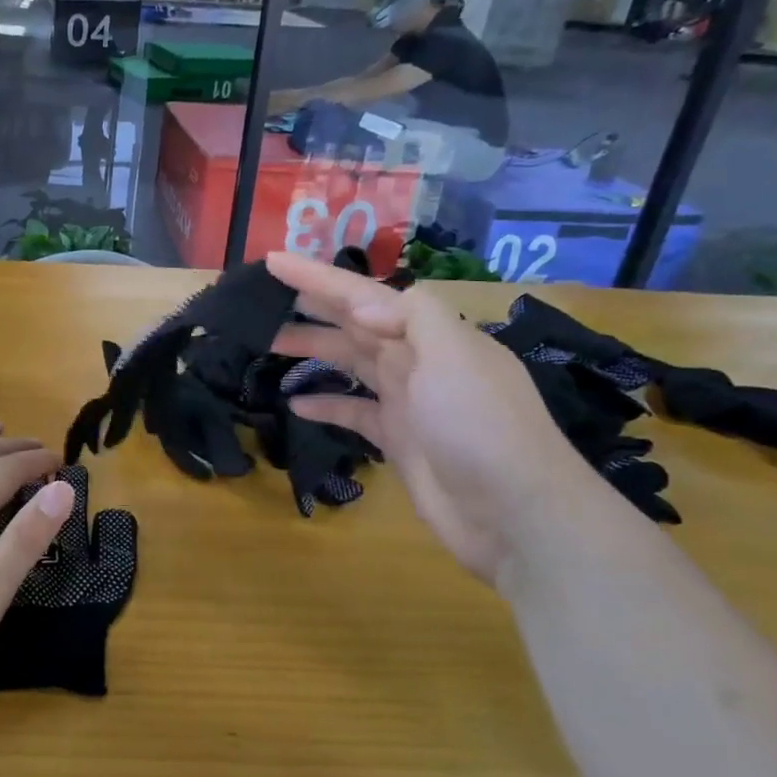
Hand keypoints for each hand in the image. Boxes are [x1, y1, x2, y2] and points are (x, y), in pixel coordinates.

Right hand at [267, 252, 592, 582]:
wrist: (516, 514)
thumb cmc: (481, 427)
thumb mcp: (454, 357)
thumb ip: (411, 318)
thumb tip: (362, 307)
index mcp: (429, 334)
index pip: (362, 295)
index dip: (317, 276)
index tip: (272, 261)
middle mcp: (416, 360)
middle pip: (352, 323)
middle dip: (309, 307)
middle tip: (260, 300)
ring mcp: (407, 401)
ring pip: (348, 362)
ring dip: (310, 349)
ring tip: (266, 342)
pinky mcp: (398, 439)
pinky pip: (353, 411)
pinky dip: (325, 404)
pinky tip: (295, 404)